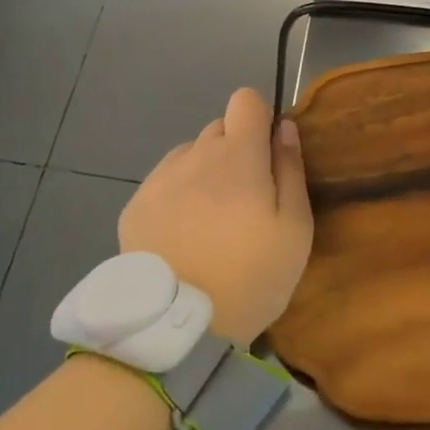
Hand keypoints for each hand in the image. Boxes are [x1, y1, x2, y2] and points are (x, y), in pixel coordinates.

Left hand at [119, 88, 312, 342]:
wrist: (175, 330)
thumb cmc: (250, 277)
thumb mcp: (294, 229)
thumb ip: (291, 169)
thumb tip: (284, 127)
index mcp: (238, 154)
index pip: (244, 99)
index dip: (259, 118)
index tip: (266, 154)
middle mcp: (196, 154)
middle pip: (219, 129)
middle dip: (235, 151)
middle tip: (244, 201)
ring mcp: (160, 179)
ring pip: (191, 155)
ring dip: (205, 173)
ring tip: (210, 223)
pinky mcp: (135, 206)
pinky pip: (164, 182)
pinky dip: (177, 196)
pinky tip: (182, 237)